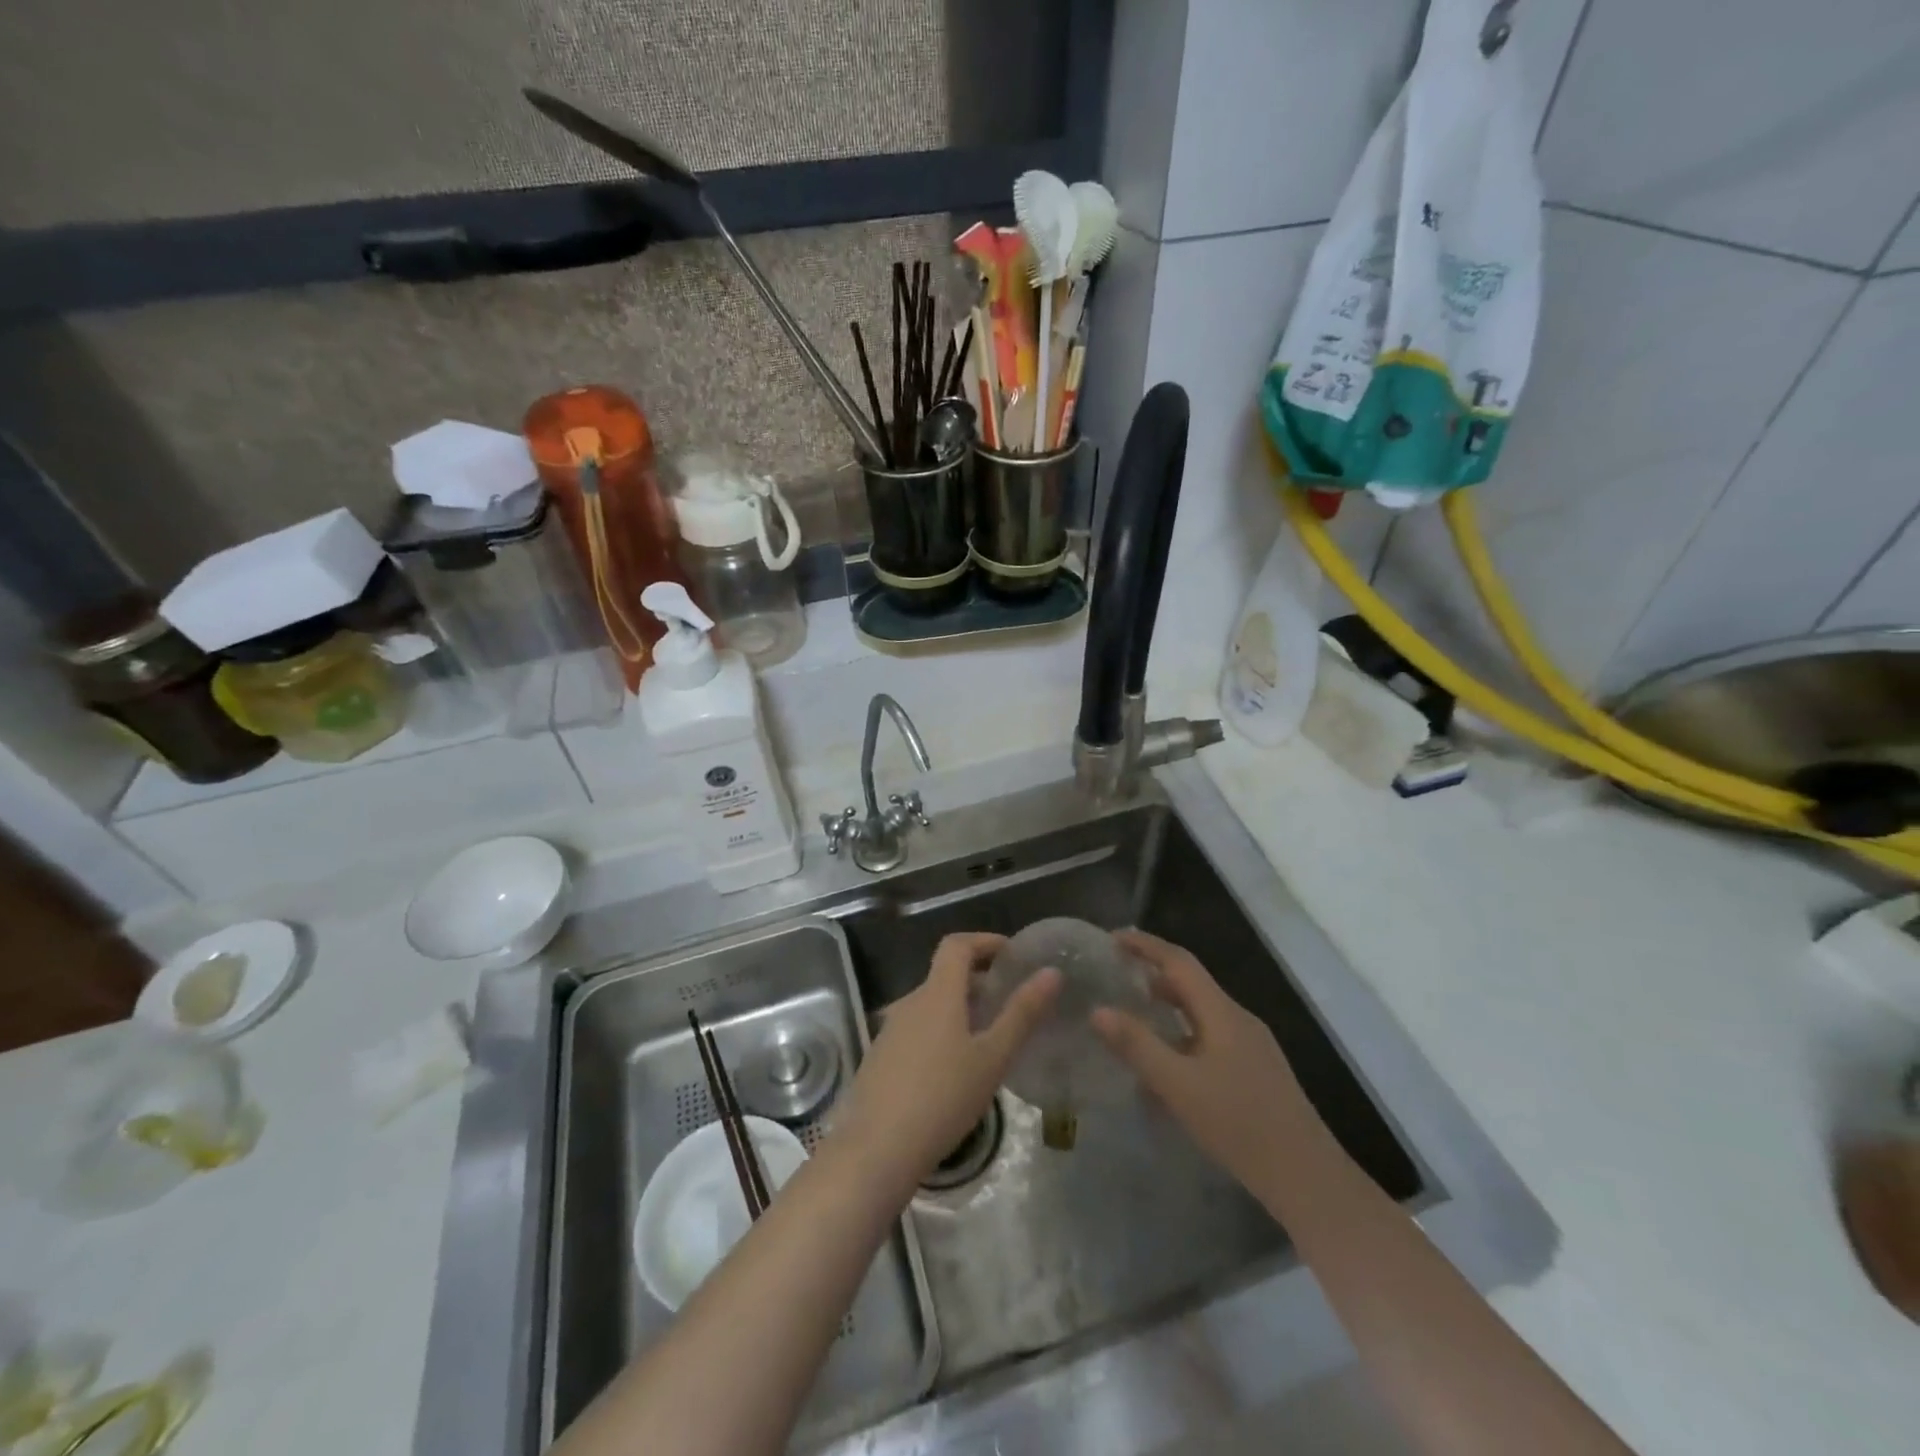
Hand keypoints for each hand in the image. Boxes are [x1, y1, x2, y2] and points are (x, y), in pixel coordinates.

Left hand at [836, 933, 1060, 1184]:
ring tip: (989, 1038)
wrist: (876, 1149)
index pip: (957, 945)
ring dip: (960, 1009)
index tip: (1012, 954)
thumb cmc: (943, 1097)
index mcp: (937, 993)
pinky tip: (955, 1069)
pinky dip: (941, 1032)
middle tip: (1010, 1002)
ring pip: (931, 1005)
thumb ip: (1022, 1013)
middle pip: (944, 975)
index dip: (985, 941)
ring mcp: (890, 1031)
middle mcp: (909, 1002)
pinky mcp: (880, 1058)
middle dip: (978, 980)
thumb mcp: (992, 1057)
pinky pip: (917, 1030)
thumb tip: (1051, 973)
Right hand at [1092, 929, 1318, 1192]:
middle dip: (1152, 974)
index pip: (1179, 961)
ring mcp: (1251, 1046)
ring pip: (1201, 1012)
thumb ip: (1137, 1045)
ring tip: (1132, 1016)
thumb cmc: (1239, 1125)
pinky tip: (1166, 1064)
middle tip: (1115, 976)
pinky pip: (1210, 1037)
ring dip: (1166, 1006)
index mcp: (1222, 1012)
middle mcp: (1238, 1019)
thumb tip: (1098, 1010)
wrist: (1307, 1178)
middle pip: (1191, 983)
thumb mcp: (1179, 1085)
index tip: (1112, 938)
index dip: (1145, 945)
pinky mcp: (1255, 1071)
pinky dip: (1181, 1035)